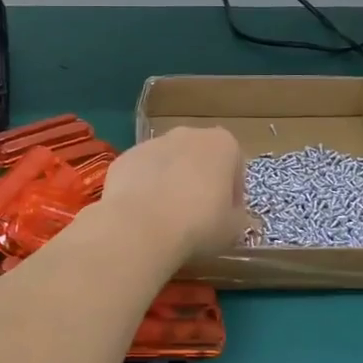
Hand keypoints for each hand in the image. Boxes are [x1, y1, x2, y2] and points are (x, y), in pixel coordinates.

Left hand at [98, 126, 247, 263]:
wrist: (140, 226)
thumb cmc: (199, 224)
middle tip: (197, 216)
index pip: (235, 167)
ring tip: (166, 218)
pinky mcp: (125, 157)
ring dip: (170, 183)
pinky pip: (141, 173)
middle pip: (200, 158)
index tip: (226, 216)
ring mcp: (152, 143)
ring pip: (168, 163)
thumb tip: (231, 214)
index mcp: (222, 144)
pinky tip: (142, 215)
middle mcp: (188, 134)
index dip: (233, 194)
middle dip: (200, 181)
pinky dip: (143, 189)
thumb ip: (237, 215)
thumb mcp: (235, 228)